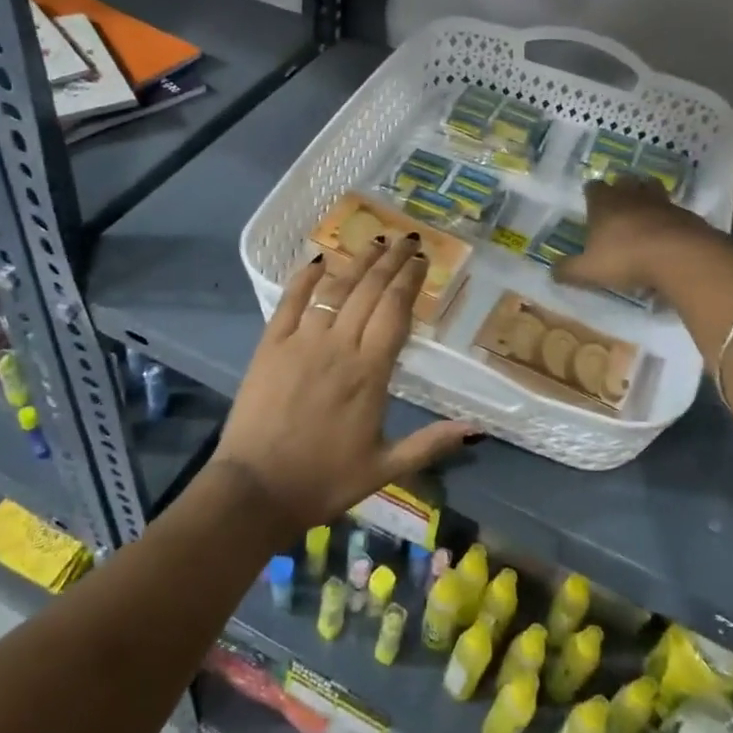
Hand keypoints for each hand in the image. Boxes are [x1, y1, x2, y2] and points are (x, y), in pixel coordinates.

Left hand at [211, 235, 477, 534]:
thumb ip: (431, 443)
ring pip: (335, 289)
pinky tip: (318, 259)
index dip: (409, 281)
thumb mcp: (385, 468)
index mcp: (370, 373)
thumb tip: (476, 429)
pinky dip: (305, 277)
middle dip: (391, 261)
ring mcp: (302, 342)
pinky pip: (290, 301)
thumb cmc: (324, 481)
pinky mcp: (270, 345)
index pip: (395, 311)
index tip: (422, 260)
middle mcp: (339, 346)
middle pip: (369, 291)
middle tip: (406, 240)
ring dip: (357, 262)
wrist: (256, 491)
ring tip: (375, 241)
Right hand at [555, 175, 719, 294]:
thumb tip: (551, 271)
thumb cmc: (626, 258)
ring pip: (651, 189)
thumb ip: (568, 270)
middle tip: (617, 207)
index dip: (591, 195)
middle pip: (624, 181)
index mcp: (604, 203)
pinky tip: (666, 237)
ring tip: (643, 215)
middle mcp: (631, 195)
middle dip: (620, 190)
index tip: (590, 205)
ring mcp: (662, 202)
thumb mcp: (588, 271)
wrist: (680, 256)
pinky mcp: (686, 215)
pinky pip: (673, 212)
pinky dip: (668, 220)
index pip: (593, 187)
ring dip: (646, 198)